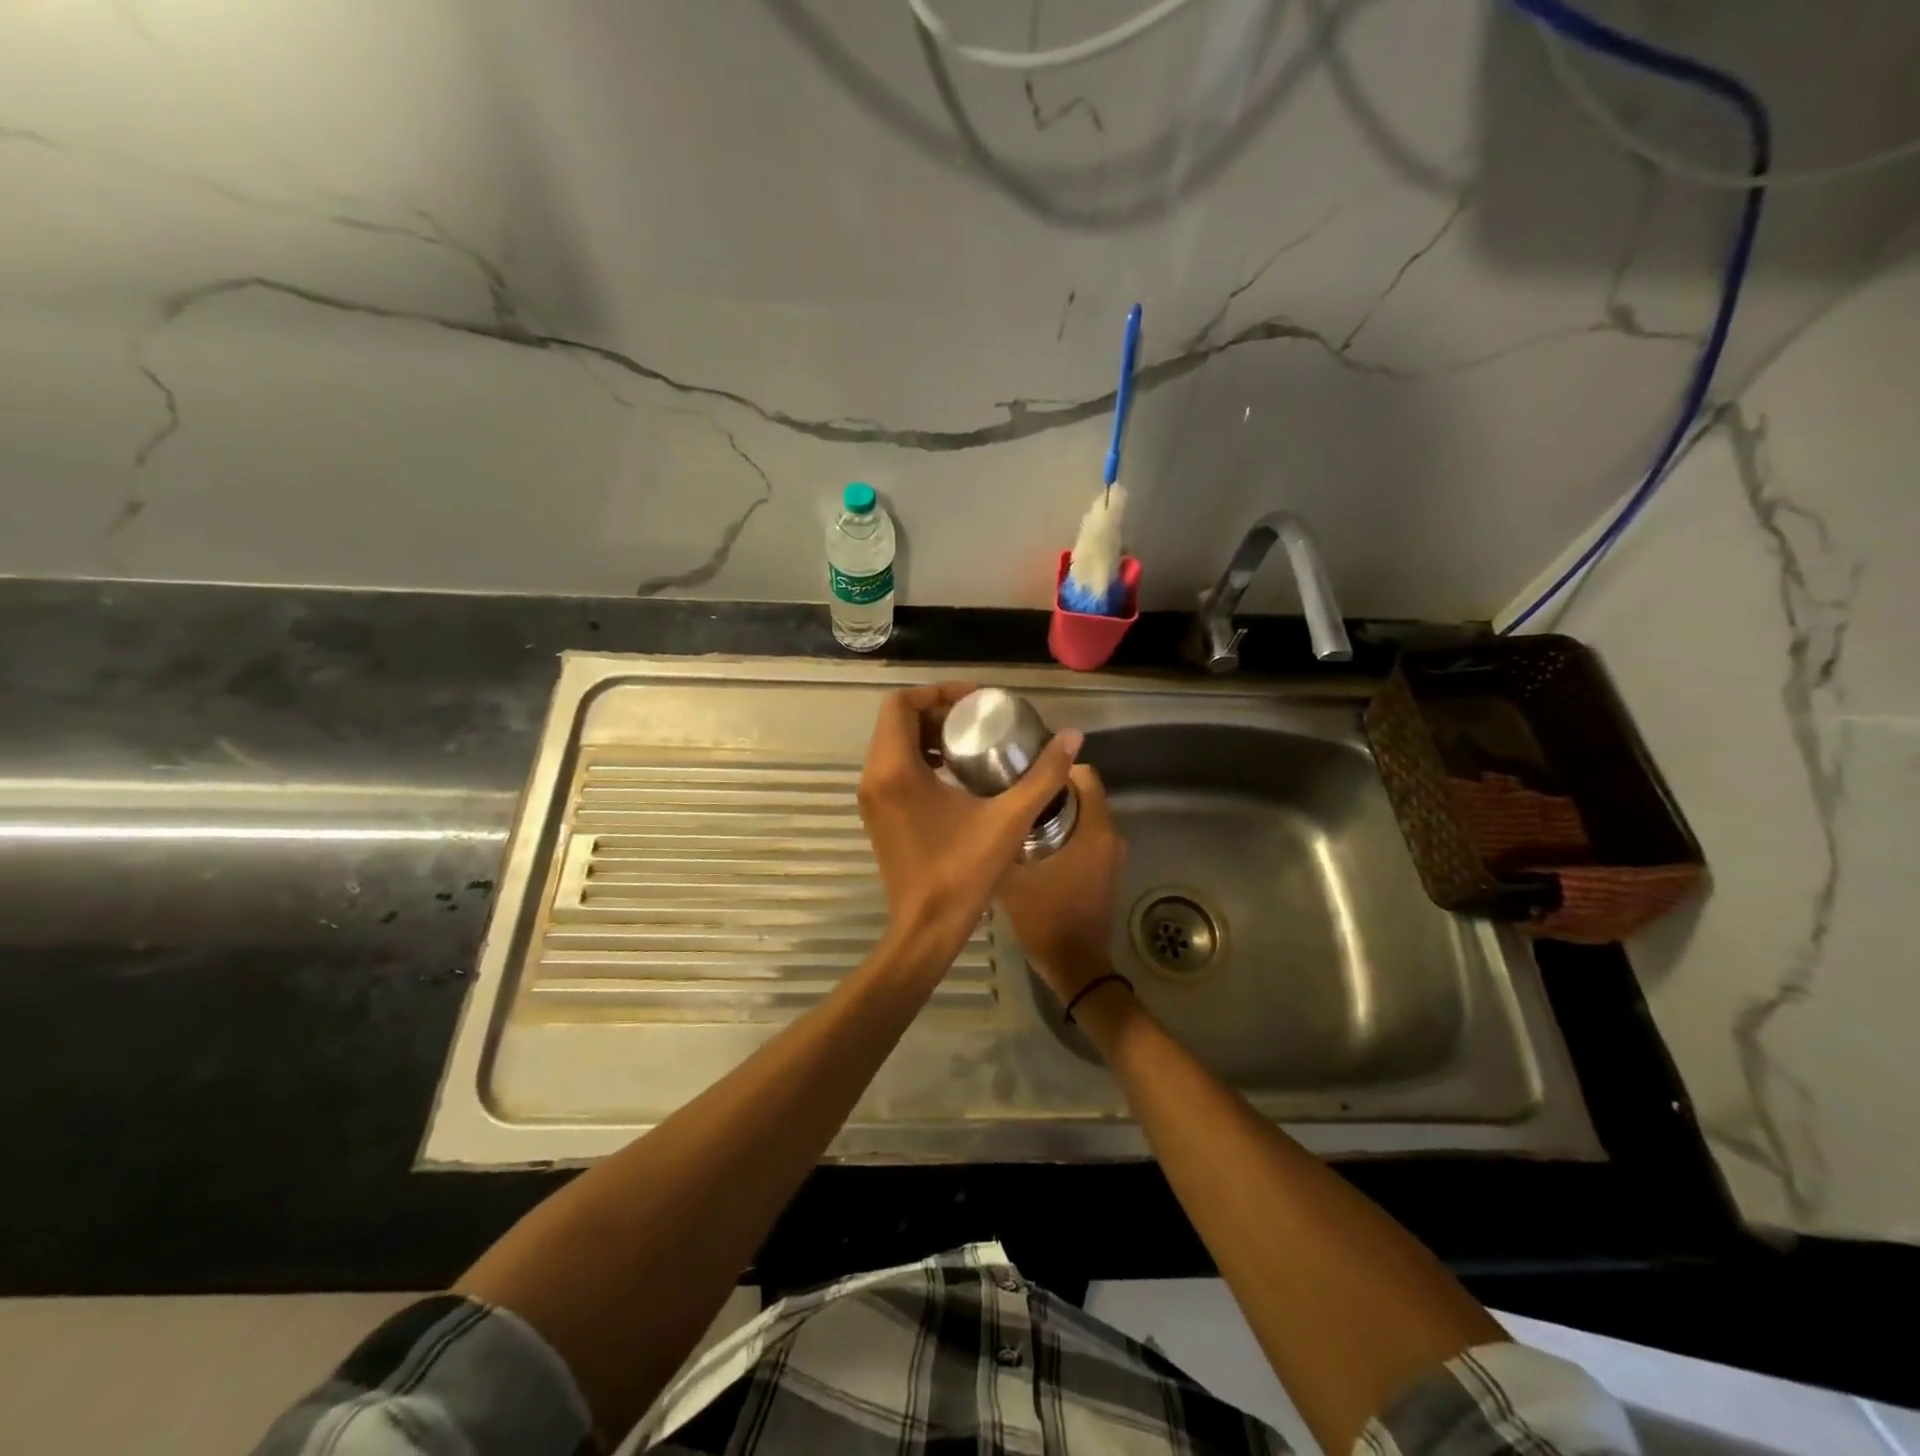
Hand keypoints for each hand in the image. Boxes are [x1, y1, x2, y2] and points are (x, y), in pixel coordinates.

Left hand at [857, 682, 1081, 984]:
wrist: (925, 929)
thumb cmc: (962, 873)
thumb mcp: (1008, 820)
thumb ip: (1042, 776)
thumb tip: (1073, 737)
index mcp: (895, 769)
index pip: (901, 703)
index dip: (939, 692)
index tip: (977, 700)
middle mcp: (874, 776)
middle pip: (897, 720)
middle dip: (938, 711)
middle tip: (980, 719)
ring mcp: (871, 798)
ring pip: (893, 744)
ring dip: (929, 735)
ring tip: (973, 742)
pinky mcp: (877, 815)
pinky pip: (893, 768)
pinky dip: (920, 758)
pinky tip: (958, 775)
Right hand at [996, 764, 1127, 1005]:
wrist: (1076, 966)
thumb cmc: (1046, 917)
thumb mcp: (1011, 877)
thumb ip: (1000, 842)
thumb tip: (981, 816)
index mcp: (1094, 829)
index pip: (1086, 774)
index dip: (1056, 767)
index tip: (1025, 768)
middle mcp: (1109, 836)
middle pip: (1083, 794)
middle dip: (1051, 788)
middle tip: (1012, 789)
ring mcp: (1110, 856)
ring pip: (1083, 816)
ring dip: (1056, 811)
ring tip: (1017, 812)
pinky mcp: (1104, 871)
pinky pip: (1085, 836)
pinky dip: (1064, 831)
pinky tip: (1031, 840)